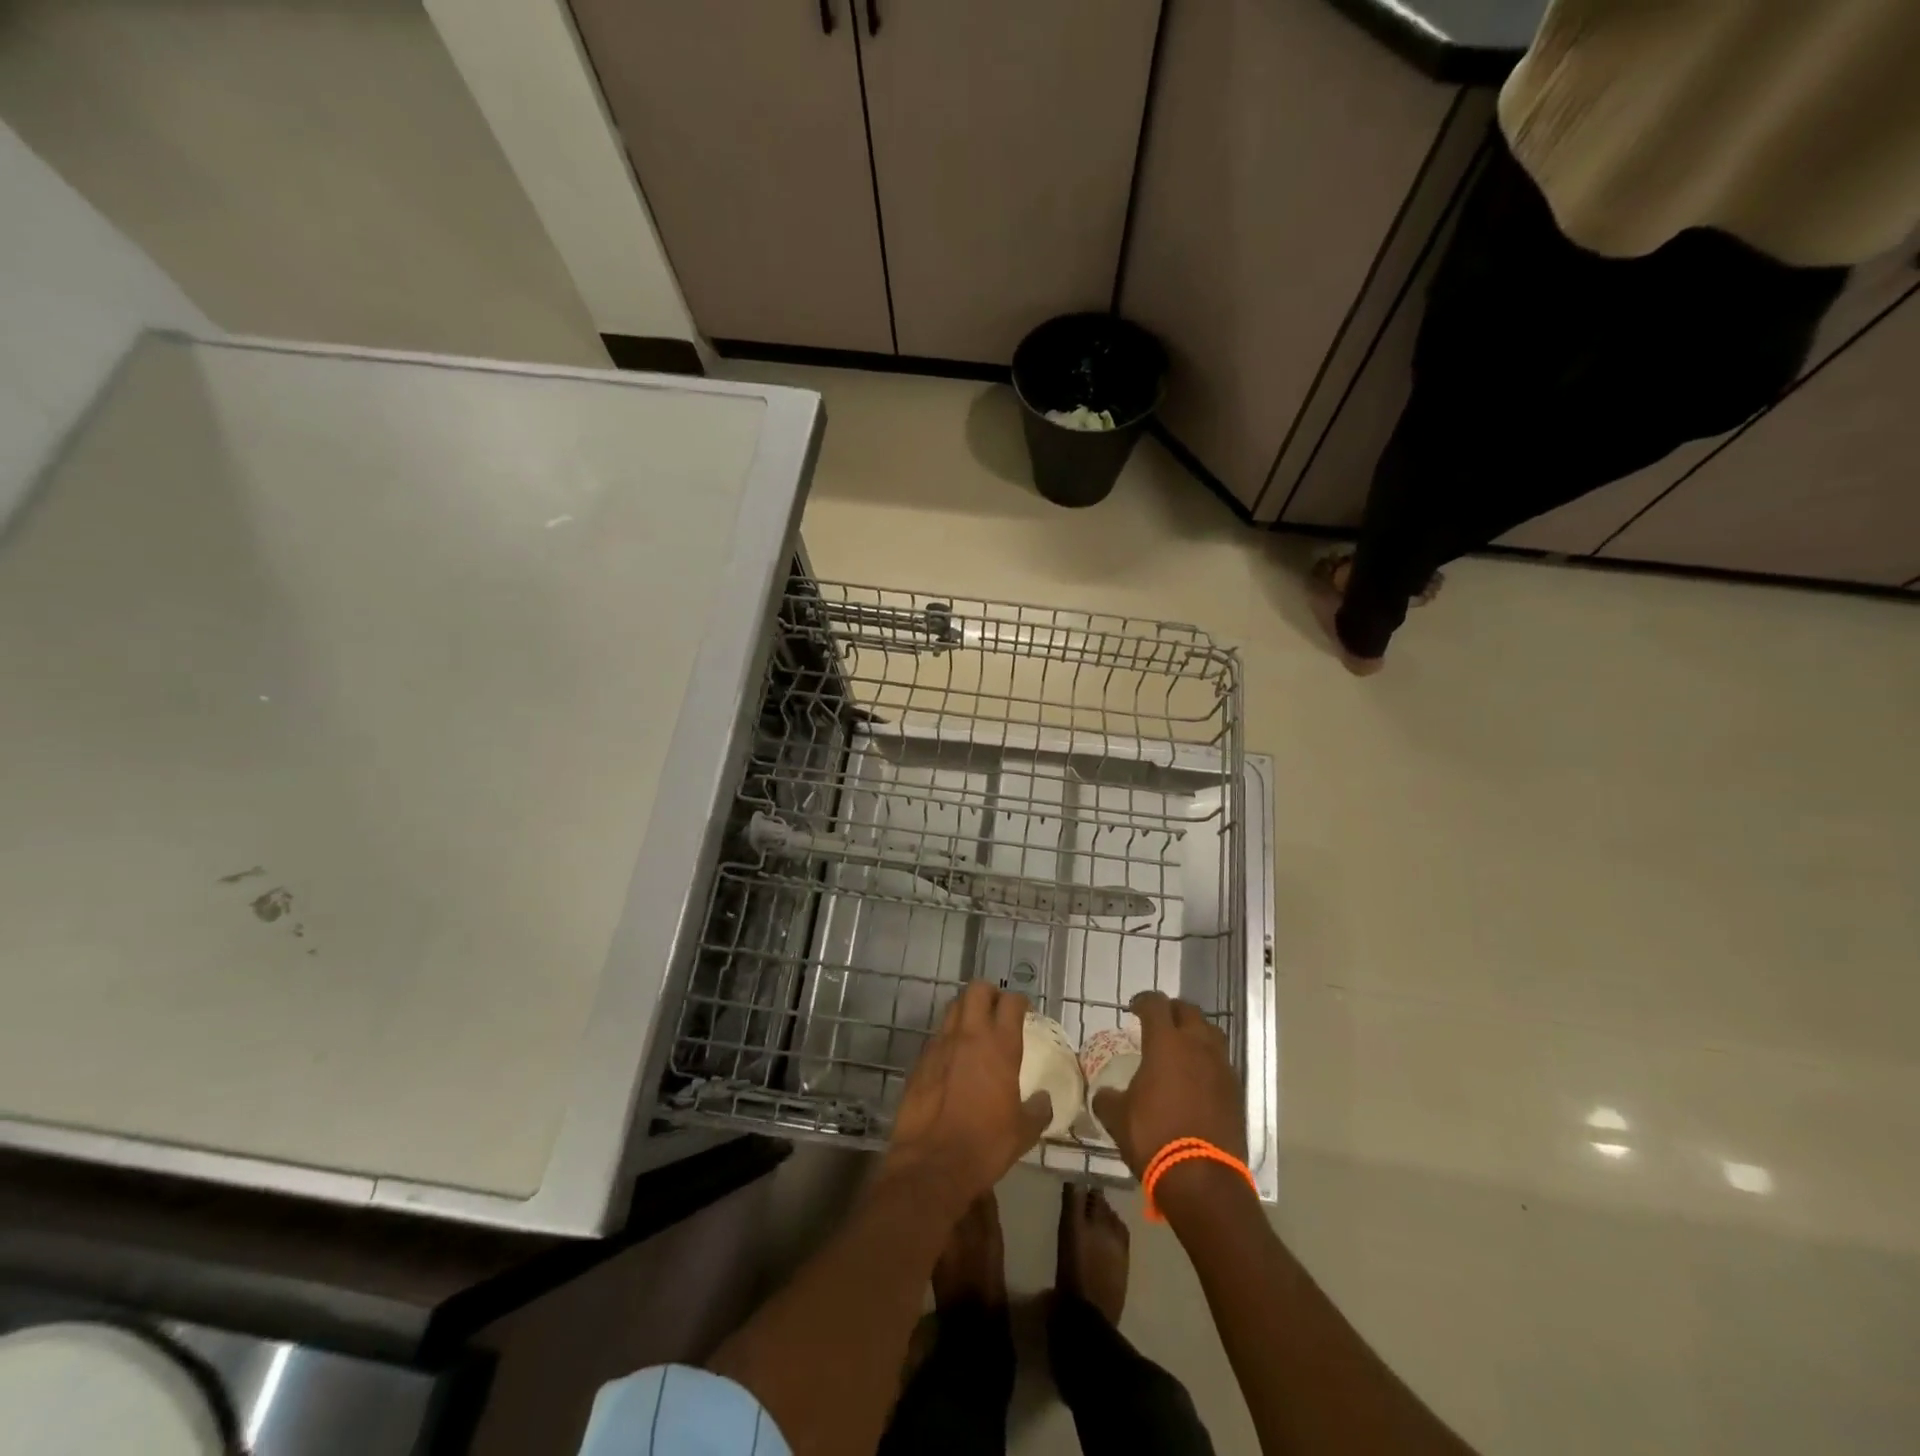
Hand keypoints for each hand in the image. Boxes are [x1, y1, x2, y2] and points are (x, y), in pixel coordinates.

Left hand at [883, 982, 1051, 1214]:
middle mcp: (970, 1034)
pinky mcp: (920, 1060)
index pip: (1011, 1002)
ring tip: (974, 1030)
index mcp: (1000, 1045)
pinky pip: (936, 1036)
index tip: (1024, 1010)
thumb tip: (1044, 1100)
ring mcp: (941, 1044)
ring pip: (953, 1007)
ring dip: (966, 1011)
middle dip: (989, 993)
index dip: (1020, 1001)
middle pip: (977, 989)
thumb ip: (1038, 1110)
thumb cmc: (985, 1144)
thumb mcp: (1023, 1132)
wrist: (932, 1162)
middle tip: (997, 1010)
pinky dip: (947, 1038)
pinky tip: (952, 1059)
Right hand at [1092, 990, 1245, 1177]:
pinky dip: (1208, 1061)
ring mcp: (1221, 1067)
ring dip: (1195, 1032)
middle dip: (1172, 1011)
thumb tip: (1104, 1094)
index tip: (1133, 1009)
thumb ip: (1108, 1098)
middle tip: (1159, 1023)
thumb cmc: (1154, 1137)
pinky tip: (1198, 1078)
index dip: (1142, 1001)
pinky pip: (1221, 1062)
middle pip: (1188, 1011)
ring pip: (1211, 1033)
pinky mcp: (1236, 1091)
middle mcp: (1197, 1045)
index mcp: (1165, 1042)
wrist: (1202, 1179)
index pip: (1155, 1004)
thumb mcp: (1118, 1117)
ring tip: (1182, 1047)